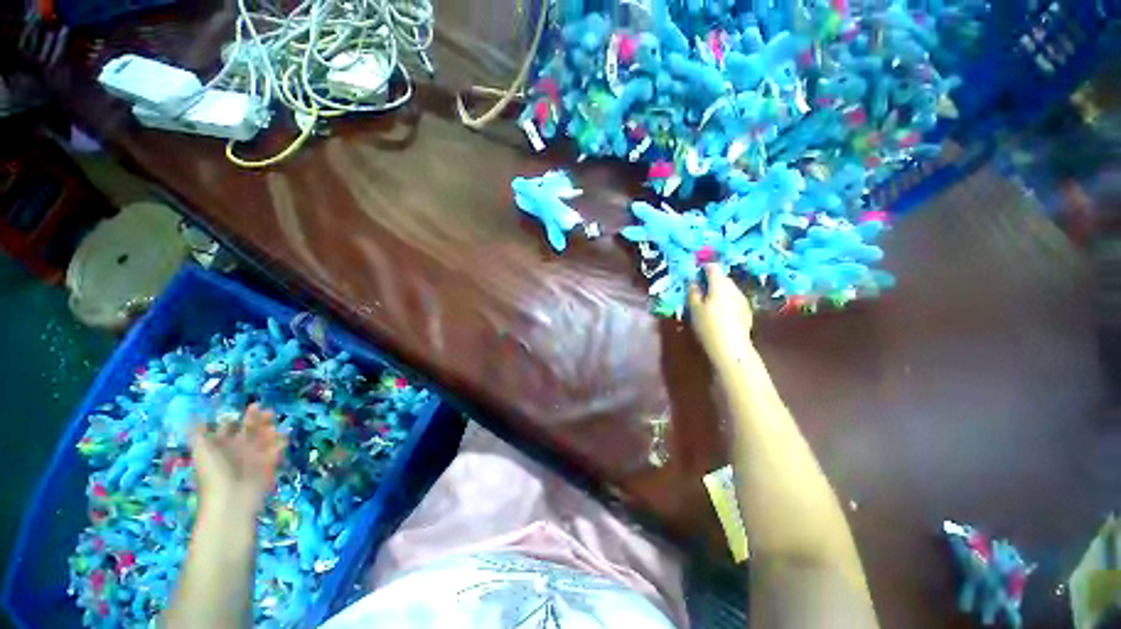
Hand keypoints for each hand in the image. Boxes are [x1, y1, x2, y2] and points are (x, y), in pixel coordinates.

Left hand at [190, 403, 285, 515]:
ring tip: (274, 426)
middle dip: (259, 420)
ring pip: (264, 438)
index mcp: (220, 445)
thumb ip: (197, 434)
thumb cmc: (214, 474)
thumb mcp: (202, 451)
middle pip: (249, 430)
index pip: (228, 427)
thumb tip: (190, 416)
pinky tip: (282, 438)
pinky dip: (280, 443)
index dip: (236, 417)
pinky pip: (275, 450)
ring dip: (270, 430)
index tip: (251, 407)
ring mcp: (252, 456)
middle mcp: (236, 449)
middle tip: (268, 412)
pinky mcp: (267, 464)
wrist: (231, 500)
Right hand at [689, 265, 754, 370]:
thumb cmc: (708, 325)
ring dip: (718, 290)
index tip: (694, 272)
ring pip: (729, 288)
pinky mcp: (746, 310)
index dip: (703, 267)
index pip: (712, 267)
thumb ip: (693, 292)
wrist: (731, 347)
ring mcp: (742, 299)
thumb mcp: (694, 308)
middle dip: (710, 279)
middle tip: (698, 287)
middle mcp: (733, 288)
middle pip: (722, 277)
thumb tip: (693, 281)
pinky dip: (725, 299)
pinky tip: (719, 311)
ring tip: (707, 300)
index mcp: (720, 285)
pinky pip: (734, 298)